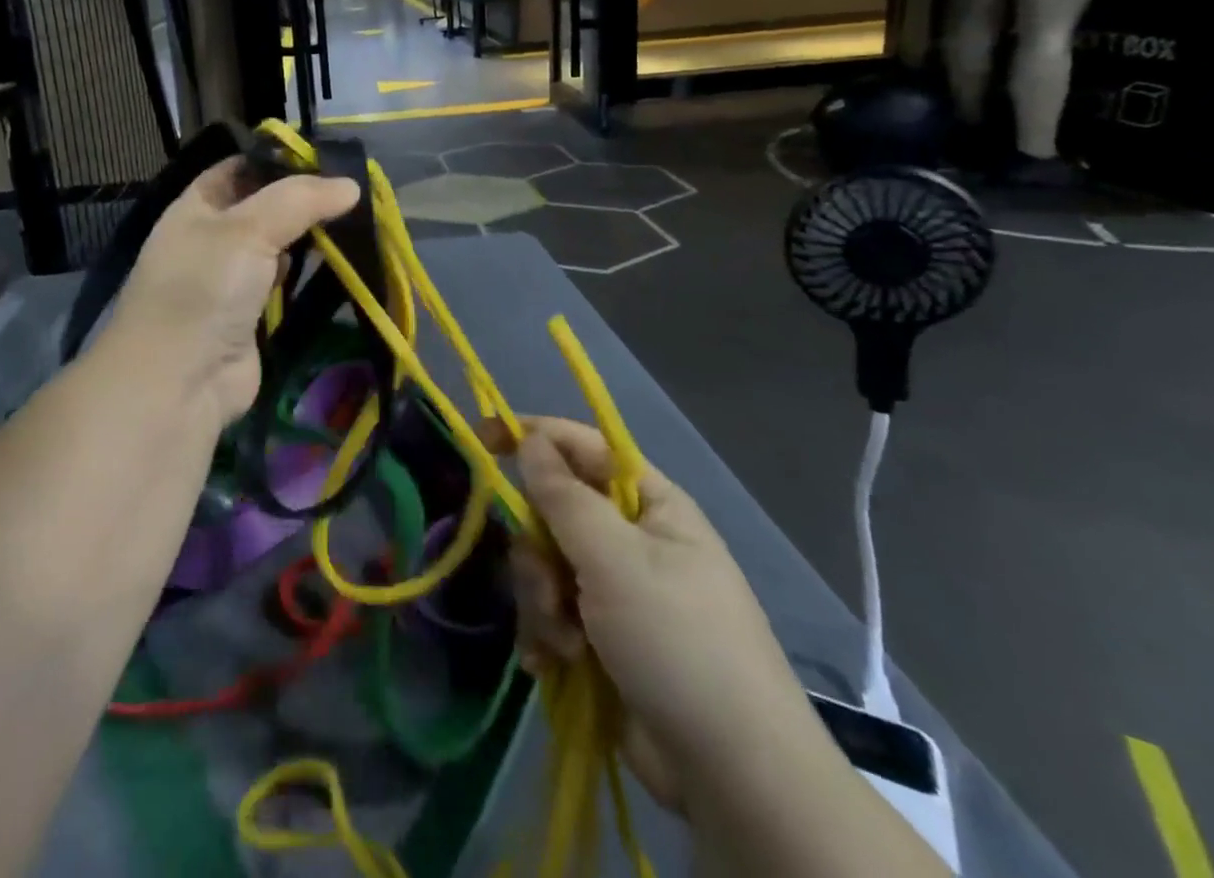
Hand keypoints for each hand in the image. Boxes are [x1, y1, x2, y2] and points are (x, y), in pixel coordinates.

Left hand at [104, 157, 360, 431]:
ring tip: (356, 221)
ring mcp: (231, 279)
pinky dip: (307, 274)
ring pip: (277, 246)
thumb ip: (299, 200)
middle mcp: (212, 238)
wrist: (179, 380)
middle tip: (354, 191)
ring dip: (309, 238)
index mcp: (197, 206)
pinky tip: (338, 262)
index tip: (327, 159)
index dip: (279, 161)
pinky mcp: (251, 315)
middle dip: (303, 201)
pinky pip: (284, 284)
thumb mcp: (247, 228)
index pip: (240, 168)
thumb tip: (351, 186)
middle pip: (263, 207)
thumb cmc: (204, 288)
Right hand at [496, 418, 826, 811]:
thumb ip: (562, 495)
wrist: (730, 776)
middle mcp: (631, 540)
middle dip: (538, 550)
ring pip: (545, 565)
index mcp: (650, 505)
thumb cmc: (677, 641)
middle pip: (553, 512)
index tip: (483, 439)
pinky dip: (547, 634)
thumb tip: (529, 440)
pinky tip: (555, 663)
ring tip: (565, 641)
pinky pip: (551, 611)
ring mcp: (616, 591)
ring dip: (542, 600)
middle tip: (549, 586)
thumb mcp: (614, 558)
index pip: (582, 447)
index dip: (534, 436)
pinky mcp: (601, 637)